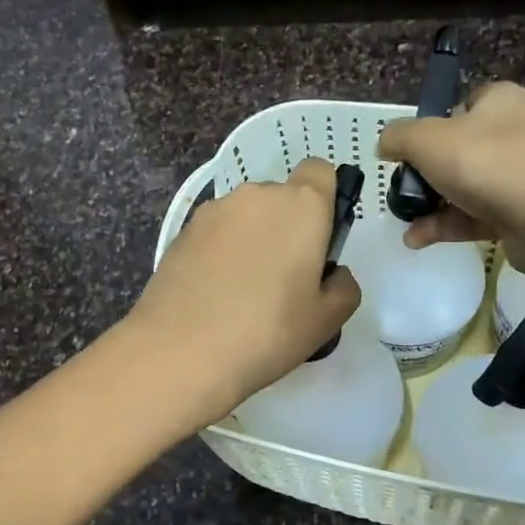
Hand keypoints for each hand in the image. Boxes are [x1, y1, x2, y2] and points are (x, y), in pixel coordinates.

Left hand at [129, 158, 361, 423]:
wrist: (181, 352)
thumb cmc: (267, 332)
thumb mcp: (326, 321)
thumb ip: (343, 287)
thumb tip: (331, 274)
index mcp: (300, 206)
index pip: (319, 172)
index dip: (324, 201)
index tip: (319, 241)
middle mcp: (256, 196)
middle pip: (281, 199)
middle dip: (286, 228)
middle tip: (284, 282)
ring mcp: (213, 212)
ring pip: (245, 217)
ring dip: (251, 240)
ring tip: (243, 293)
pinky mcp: (181, 232)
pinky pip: (215, 235)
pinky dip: (221, 254)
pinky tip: (214, 296)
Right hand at [375, 81, 524, 277]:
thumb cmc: (487, 164)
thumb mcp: (428, 140)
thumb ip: (399, 137)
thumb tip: (384, 144)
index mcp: (500, 101)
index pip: (461, 105)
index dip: (432, 127)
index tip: (410, 153)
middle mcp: (516, 131)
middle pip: (461, 149)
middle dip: (428, 173)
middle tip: (405, 190)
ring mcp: (523, 173)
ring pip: (467, 185)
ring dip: (433, 204)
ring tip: (405, 221)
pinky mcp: (523, 210)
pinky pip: (477, 214)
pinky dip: (447, 225)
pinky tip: (417, 239)